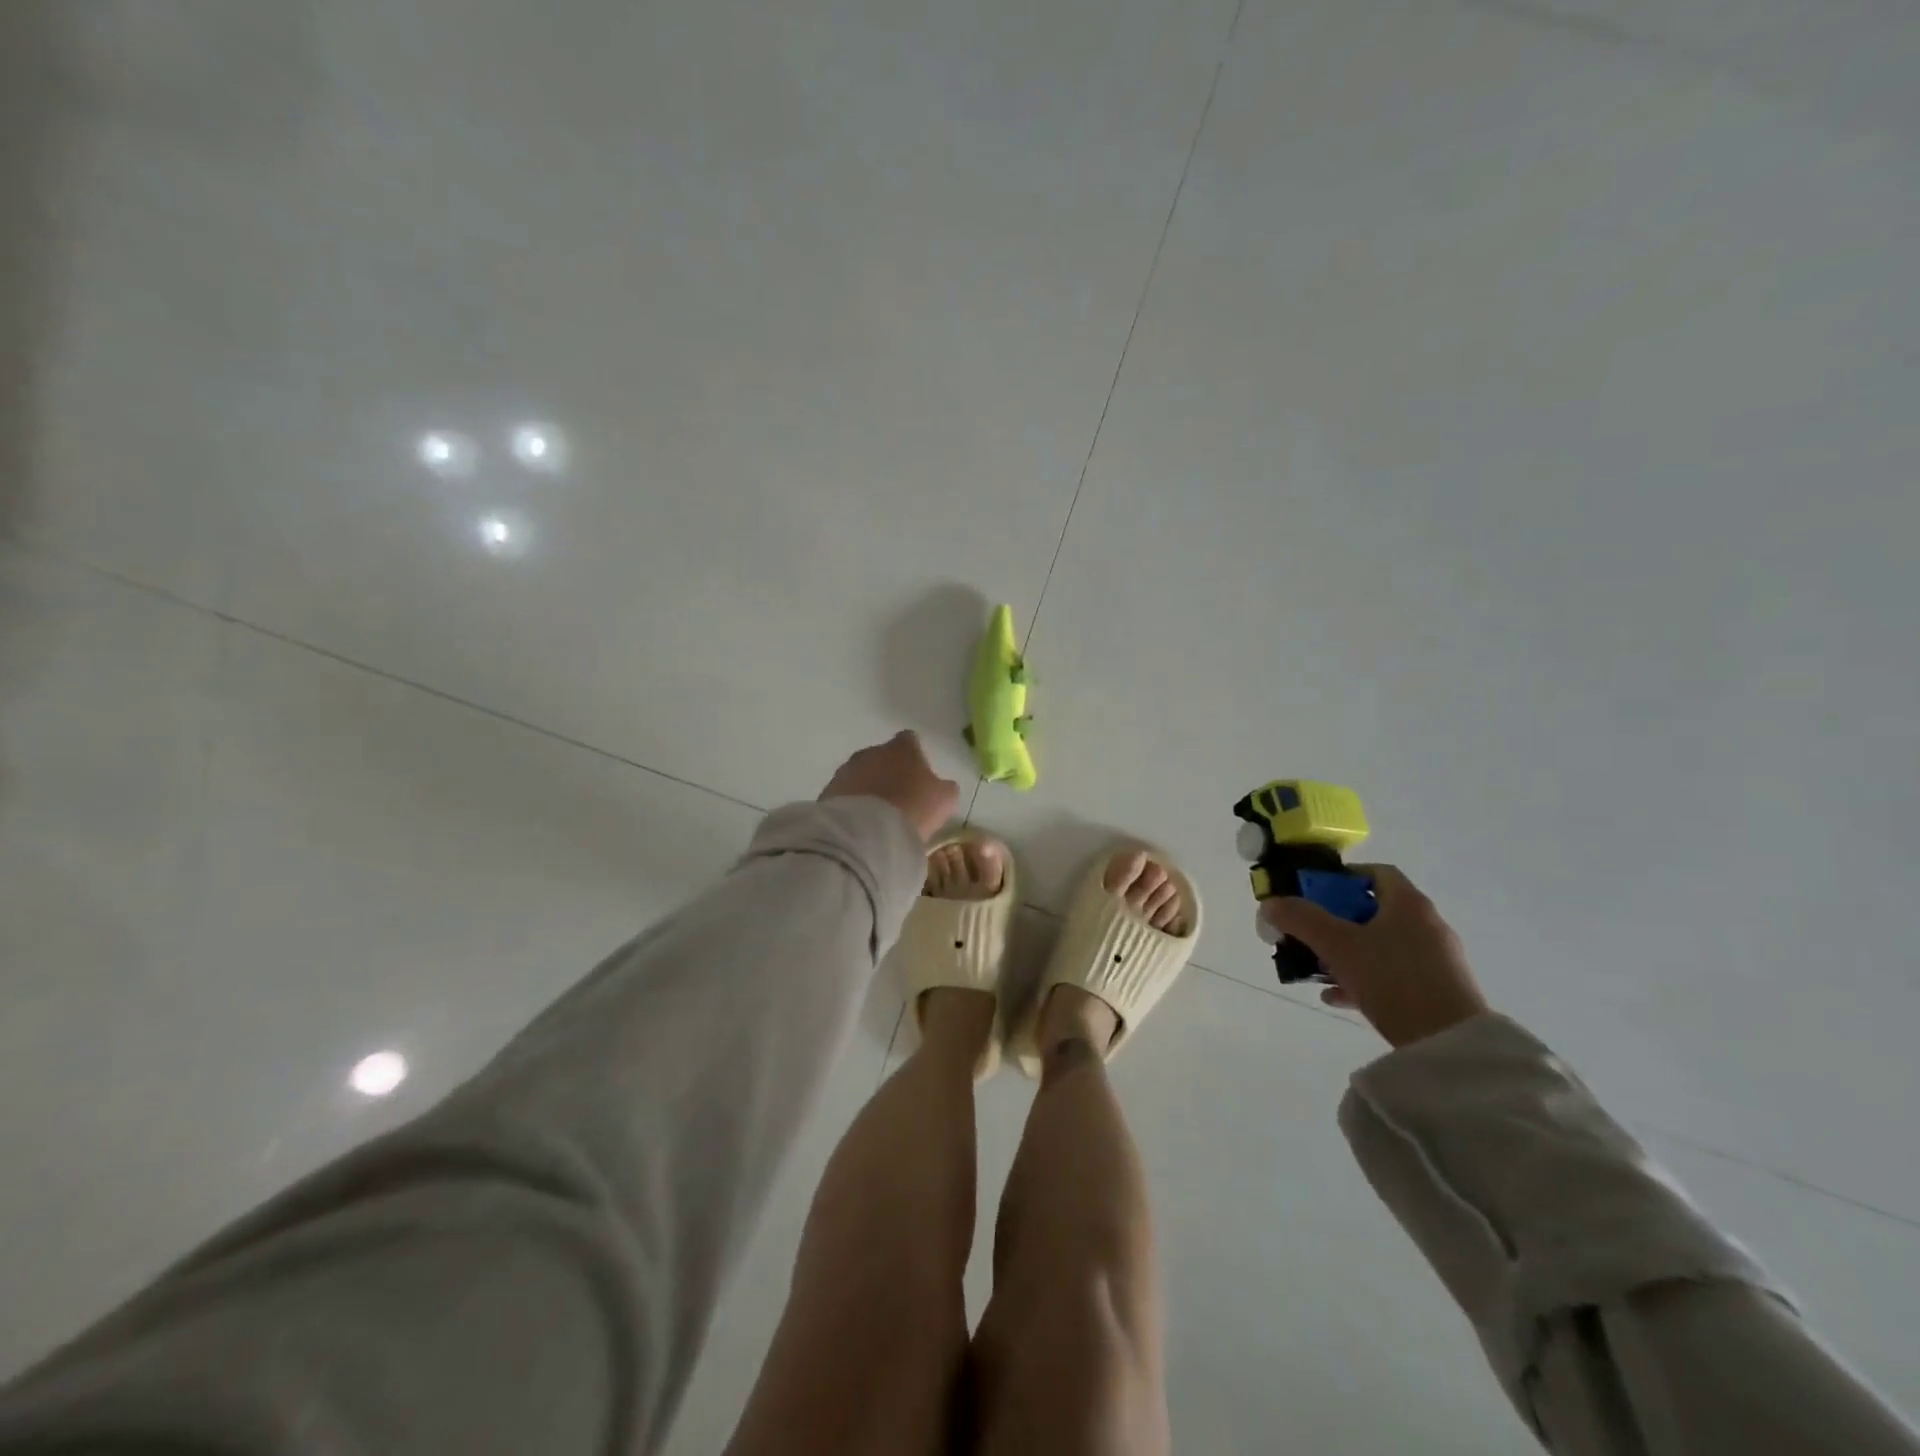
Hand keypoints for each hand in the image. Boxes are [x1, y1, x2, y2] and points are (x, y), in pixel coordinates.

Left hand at [819, 731, 958, 843]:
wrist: (866, 832)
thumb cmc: (913, 808)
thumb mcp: (944, 799)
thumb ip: (944, 787)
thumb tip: (940, 785)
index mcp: (902, 747)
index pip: (910, 740)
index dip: (916, 757)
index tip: (920, 777)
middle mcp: (871, 751)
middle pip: (882, 757)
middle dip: (889, 773)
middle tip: (899, 800)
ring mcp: (846, 770)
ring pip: (861, 775)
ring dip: (869, 789)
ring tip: (878, 817)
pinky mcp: (828, 792)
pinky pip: (845, 795)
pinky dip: (852, 805)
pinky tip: (861, 825)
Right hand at [1260, 865, 1486, 1048]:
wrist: (1449, 1044)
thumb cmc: (1392, 979)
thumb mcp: (1337, 945)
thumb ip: (1301, 919)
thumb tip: (1271, 903)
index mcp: (1409, 904)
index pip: (1376, 873)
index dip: (1342, 877)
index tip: (1313, 892)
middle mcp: (1427, 925)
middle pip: (1374, 910)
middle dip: (1336, 919)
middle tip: (1308, 931)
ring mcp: (1436, 960)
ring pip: (1381, 944)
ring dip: (1347, 952)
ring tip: (1317, 967)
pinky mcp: (1438, 991)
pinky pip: (1393, 974)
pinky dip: (1364, 978)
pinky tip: (1336, 996)